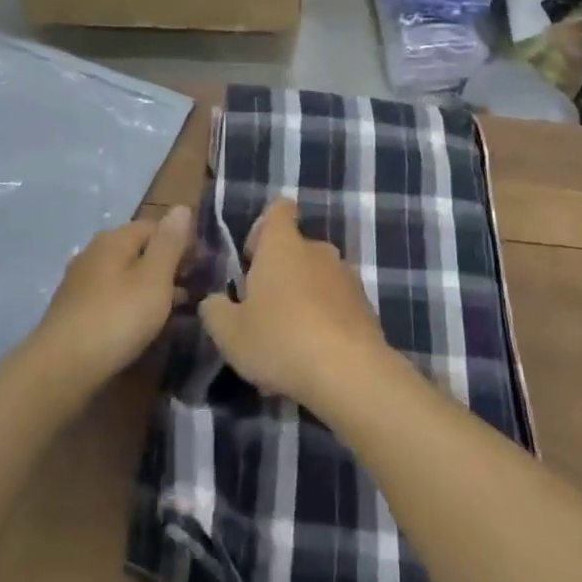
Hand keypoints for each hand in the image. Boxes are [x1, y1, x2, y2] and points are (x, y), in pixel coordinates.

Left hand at [35, 206, 192, 385]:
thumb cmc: (117, 317)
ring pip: (125, 276)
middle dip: (167, 266)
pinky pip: (112, 297)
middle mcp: (94, 253)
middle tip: (192, 289)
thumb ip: (170, 242)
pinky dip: (131, 304)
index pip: (155, 226)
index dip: (181, 242)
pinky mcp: (74, 311)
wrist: (61, 368)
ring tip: (174, 310)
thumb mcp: (154, 277)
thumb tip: (181, 207)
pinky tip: (141, 324)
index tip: (202, 266)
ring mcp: (80, 283)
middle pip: (139, 250)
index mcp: (114, 239)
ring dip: (150, 287)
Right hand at [199, 198, 391, 411]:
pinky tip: (311, 360)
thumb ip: (215, 310)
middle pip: (295, 250)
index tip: (252, 259)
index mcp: (283, 245)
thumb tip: (215, 300)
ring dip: (301, 302)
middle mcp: (318, 250)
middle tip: (261, 314)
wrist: (348, 371)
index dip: (262, 228)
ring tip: (286, 347)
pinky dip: (323, 323)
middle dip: (279, 276)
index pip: (278, 209)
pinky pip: (336, 306)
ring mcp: (346, 276)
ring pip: (316, 281)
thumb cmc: (280, 339)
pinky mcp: (365, 305)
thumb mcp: (229, 332)